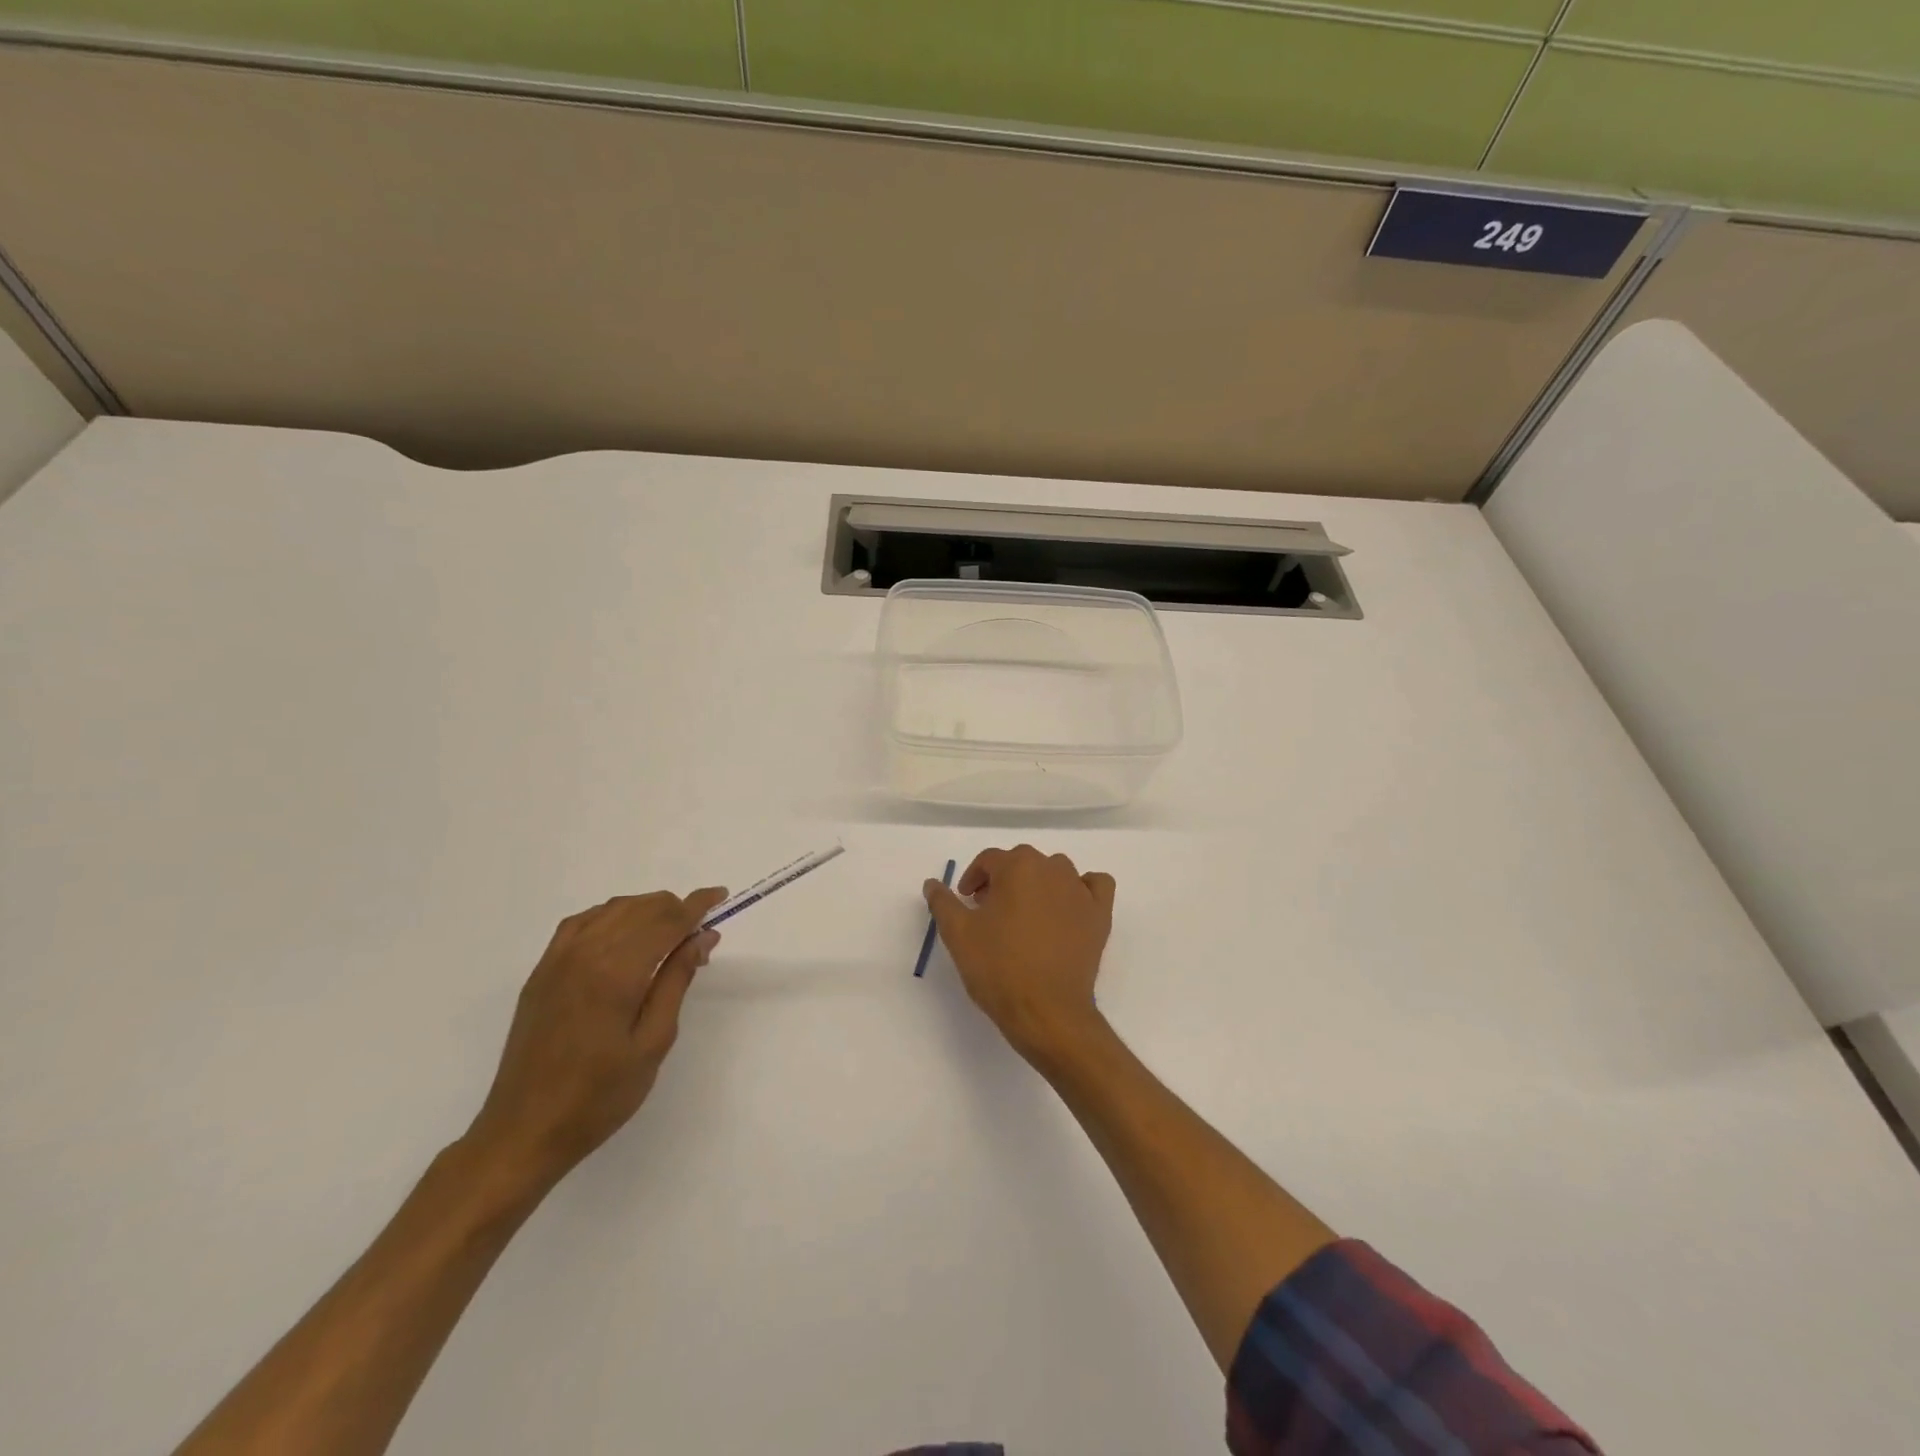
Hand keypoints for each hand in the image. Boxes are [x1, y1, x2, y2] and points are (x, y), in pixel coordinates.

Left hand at [464, 888, 726, 1191]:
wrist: (524, 1131)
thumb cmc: (599, 1095)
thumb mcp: (653, 1042)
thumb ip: (677, 981)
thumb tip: (702, 937)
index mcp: (617, 973)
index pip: (666, 921)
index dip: (697, 905)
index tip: (720, 895)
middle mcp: (586, 954)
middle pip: (641, 909)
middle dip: (675, 909)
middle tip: (699, 934)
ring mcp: (558, 960)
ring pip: (612, 910)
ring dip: (646, 910)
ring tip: (669, 933)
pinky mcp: (542, 971)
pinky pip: (581, 922)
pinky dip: (611, 916)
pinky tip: (624, 932)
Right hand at [924, 845, 1115, 1062]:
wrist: (1047, 1012)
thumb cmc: (998, 968)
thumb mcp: (958, 934)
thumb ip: (943, 903)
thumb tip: (932, 883)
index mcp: (1017, 866)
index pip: (989, 860)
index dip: (973, 879)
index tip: (965, 902)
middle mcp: (1052, 868)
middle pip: (1022, 863)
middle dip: (1002, 881)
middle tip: (989, 912)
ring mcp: (1080, 890)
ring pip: (1056, 872)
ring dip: (1038, 884)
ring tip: (1024, 915)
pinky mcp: (1101, 914)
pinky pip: (1094, 886)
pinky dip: (1082, 889)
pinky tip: (1068, 908)